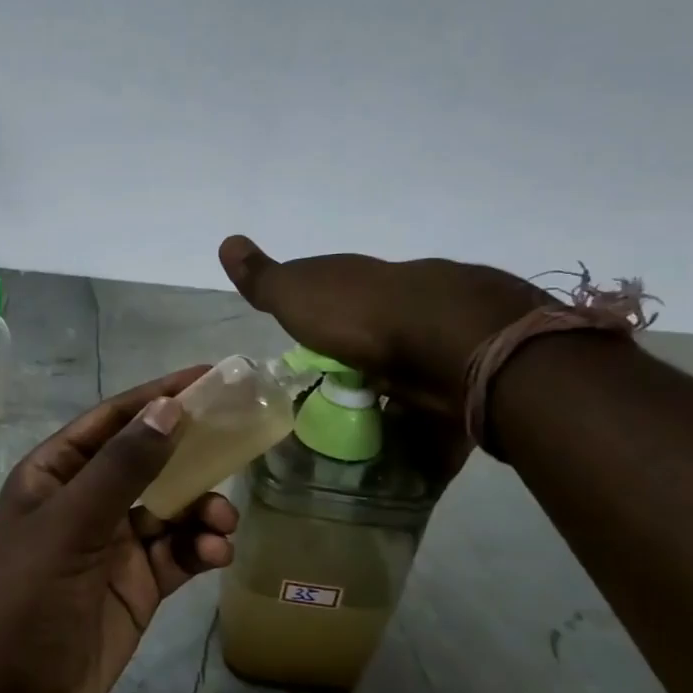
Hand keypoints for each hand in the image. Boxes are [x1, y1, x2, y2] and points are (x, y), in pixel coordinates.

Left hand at [0, 369, 237, 692]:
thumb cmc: (27, 597)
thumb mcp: (72, 525)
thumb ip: (123, 468)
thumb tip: (169, 407)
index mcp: (57, 473)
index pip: (114, 420)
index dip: (159, 396)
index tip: (210, 377)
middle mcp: (86, 501)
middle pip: (149, 461)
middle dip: (192, 452)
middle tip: (240, 441)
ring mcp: (113, 544)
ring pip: (171, 508)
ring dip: (202, 508)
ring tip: (221, 523)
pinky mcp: (137, 585)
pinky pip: (178, 553)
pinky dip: (200, 548)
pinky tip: (215, 555)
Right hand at [218, 235, 549, 417]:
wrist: (451, 341)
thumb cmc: (361, 315)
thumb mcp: (296, 293)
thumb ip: (262, 278)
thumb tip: (226, 241)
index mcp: (362, 283)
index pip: (335, 294)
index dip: (318, 315)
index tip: (305, 343)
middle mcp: (403, 303)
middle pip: (375, 333)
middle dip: (359, 359)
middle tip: (334, 396)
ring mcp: (440, 339)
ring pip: (409, 370)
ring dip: (392, 397)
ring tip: (366, 433)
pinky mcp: (466, 379)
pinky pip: (438, 408)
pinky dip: (424, 429)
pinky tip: (407, 451)